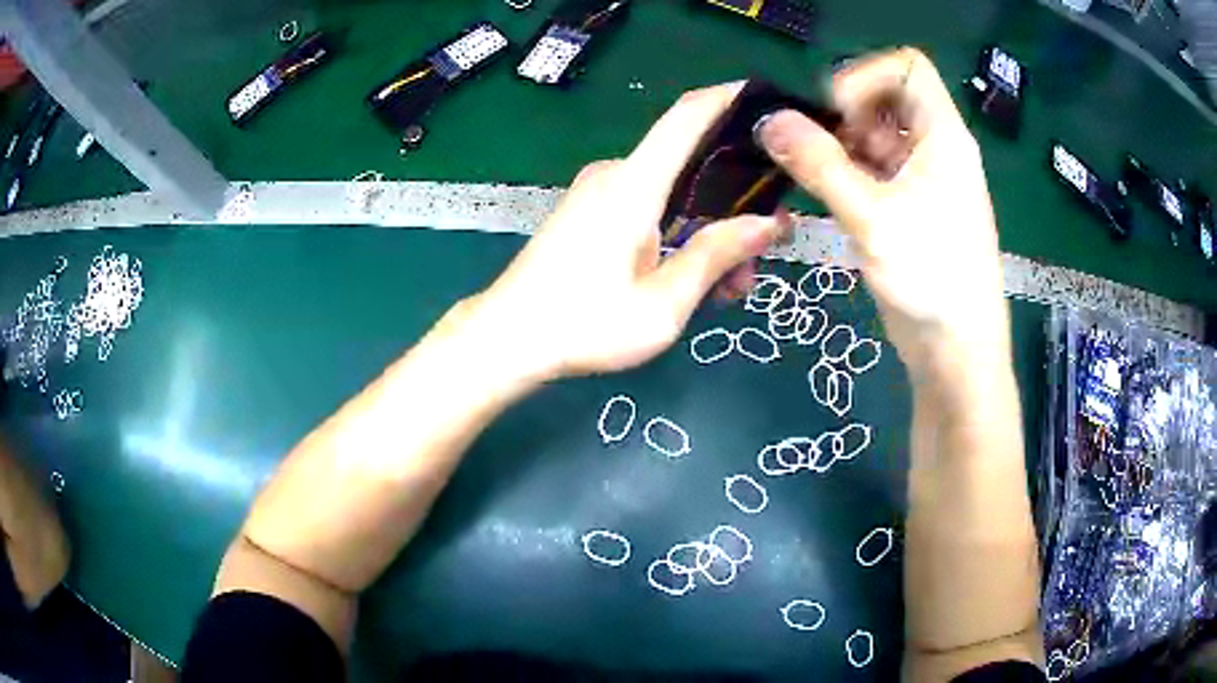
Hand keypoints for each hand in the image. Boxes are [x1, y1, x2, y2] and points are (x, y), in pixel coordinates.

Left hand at [462, 84, 786, 380]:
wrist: (507, 339)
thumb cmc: (583, 325)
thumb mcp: (663, 304)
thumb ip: (716, 256)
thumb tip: (769, 223)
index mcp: (634, 184)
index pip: (688, 115)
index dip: (731, 99)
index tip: (770, 102)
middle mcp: (617, 174)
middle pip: (692, 163)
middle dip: (736, 203)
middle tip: (759, 258)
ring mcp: (599, 190)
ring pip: (676, 192)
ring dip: (709, 229)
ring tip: (729, 287)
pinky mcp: (591, 210)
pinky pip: (650, 205)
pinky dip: (681, 232)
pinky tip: (693, 277)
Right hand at [758, 48, 1008, 376]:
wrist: (957, 351)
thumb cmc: (931, 278)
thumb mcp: (872, 217)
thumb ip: (819, 164)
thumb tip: (768, 121)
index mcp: (943, 136)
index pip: (907, 68)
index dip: (867, 76)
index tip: (837, 112)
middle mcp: (935, 148)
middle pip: (886, 99)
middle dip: (846, 114)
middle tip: (818, 147)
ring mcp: (922, 179)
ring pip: (875, 136)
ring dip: (841, 146)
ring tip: (815, 174)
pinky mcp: (909, 208)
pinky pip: (873, 170)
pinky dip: (846, 173)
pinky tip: (827, 195)